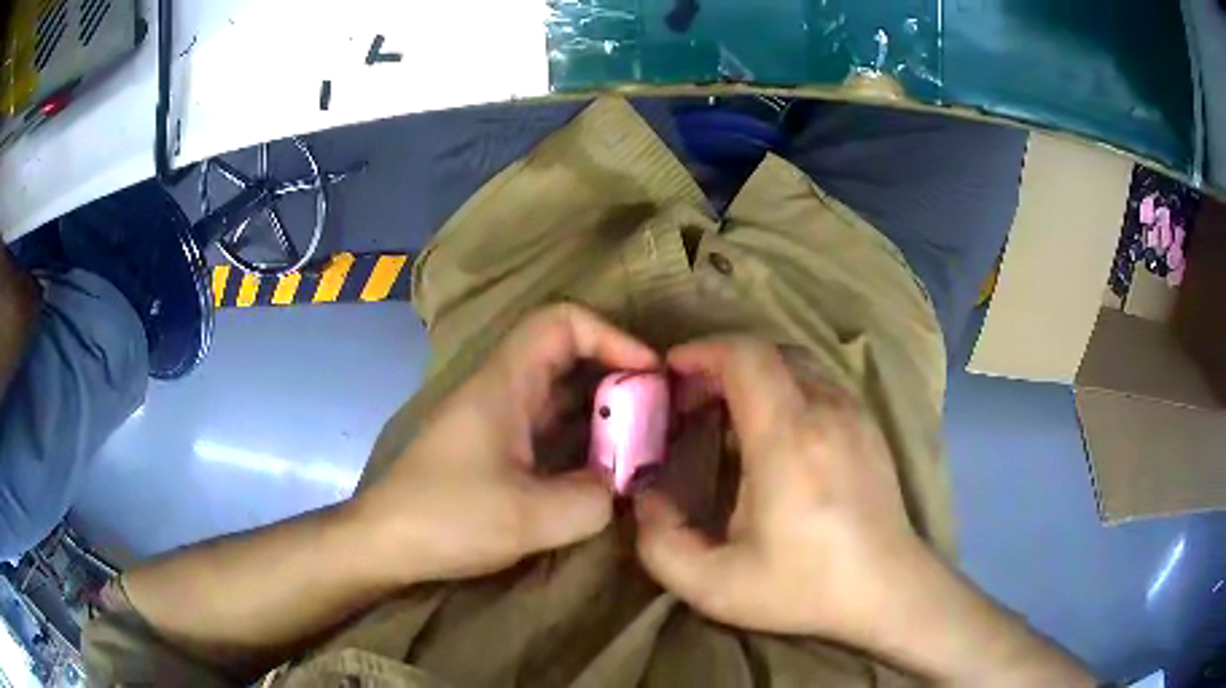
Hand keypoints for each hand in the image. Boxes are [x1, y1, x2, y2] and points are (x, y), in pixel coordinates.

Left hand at [351, 304, 657, 582]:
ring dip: (600, 409)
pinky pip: (547, 424)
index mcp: (504, 384)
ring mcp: (494, 417)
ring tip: (640, 442)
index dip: (612, 335)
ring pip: (558, 390)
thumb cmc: (446, 518)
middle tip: (655, 413)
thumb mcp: (530, 518)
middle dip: (616, 374)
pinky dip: (580, 436)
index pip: (562, 321)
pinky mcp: (491, 446)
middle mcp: (499, 388)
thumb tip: (622, 487)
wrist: (383, 542)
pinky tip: (600, 468)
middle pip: (565, 352)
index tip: (649, 375)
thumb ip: (593, 499)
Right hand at [634, 336, 930, 643]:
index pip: (746, 356)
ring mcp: (854, 414)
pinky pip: (819, 383)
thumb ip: (660, 543)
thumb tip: (646, 496)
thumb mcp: (714, 586)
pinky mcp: (868, 425)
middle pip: (768, 351)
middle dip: (720, 364)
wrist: (886, 589)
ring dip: (754, 376)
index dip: (703, 351)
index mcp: (787, 440)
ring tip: (728, 416)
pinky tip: (775, 433)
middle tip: (691, 402)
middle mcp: (825, 411)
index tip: (672, 372)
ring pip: (795, 364)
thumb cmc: (804, 588)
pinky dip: (785, 389)